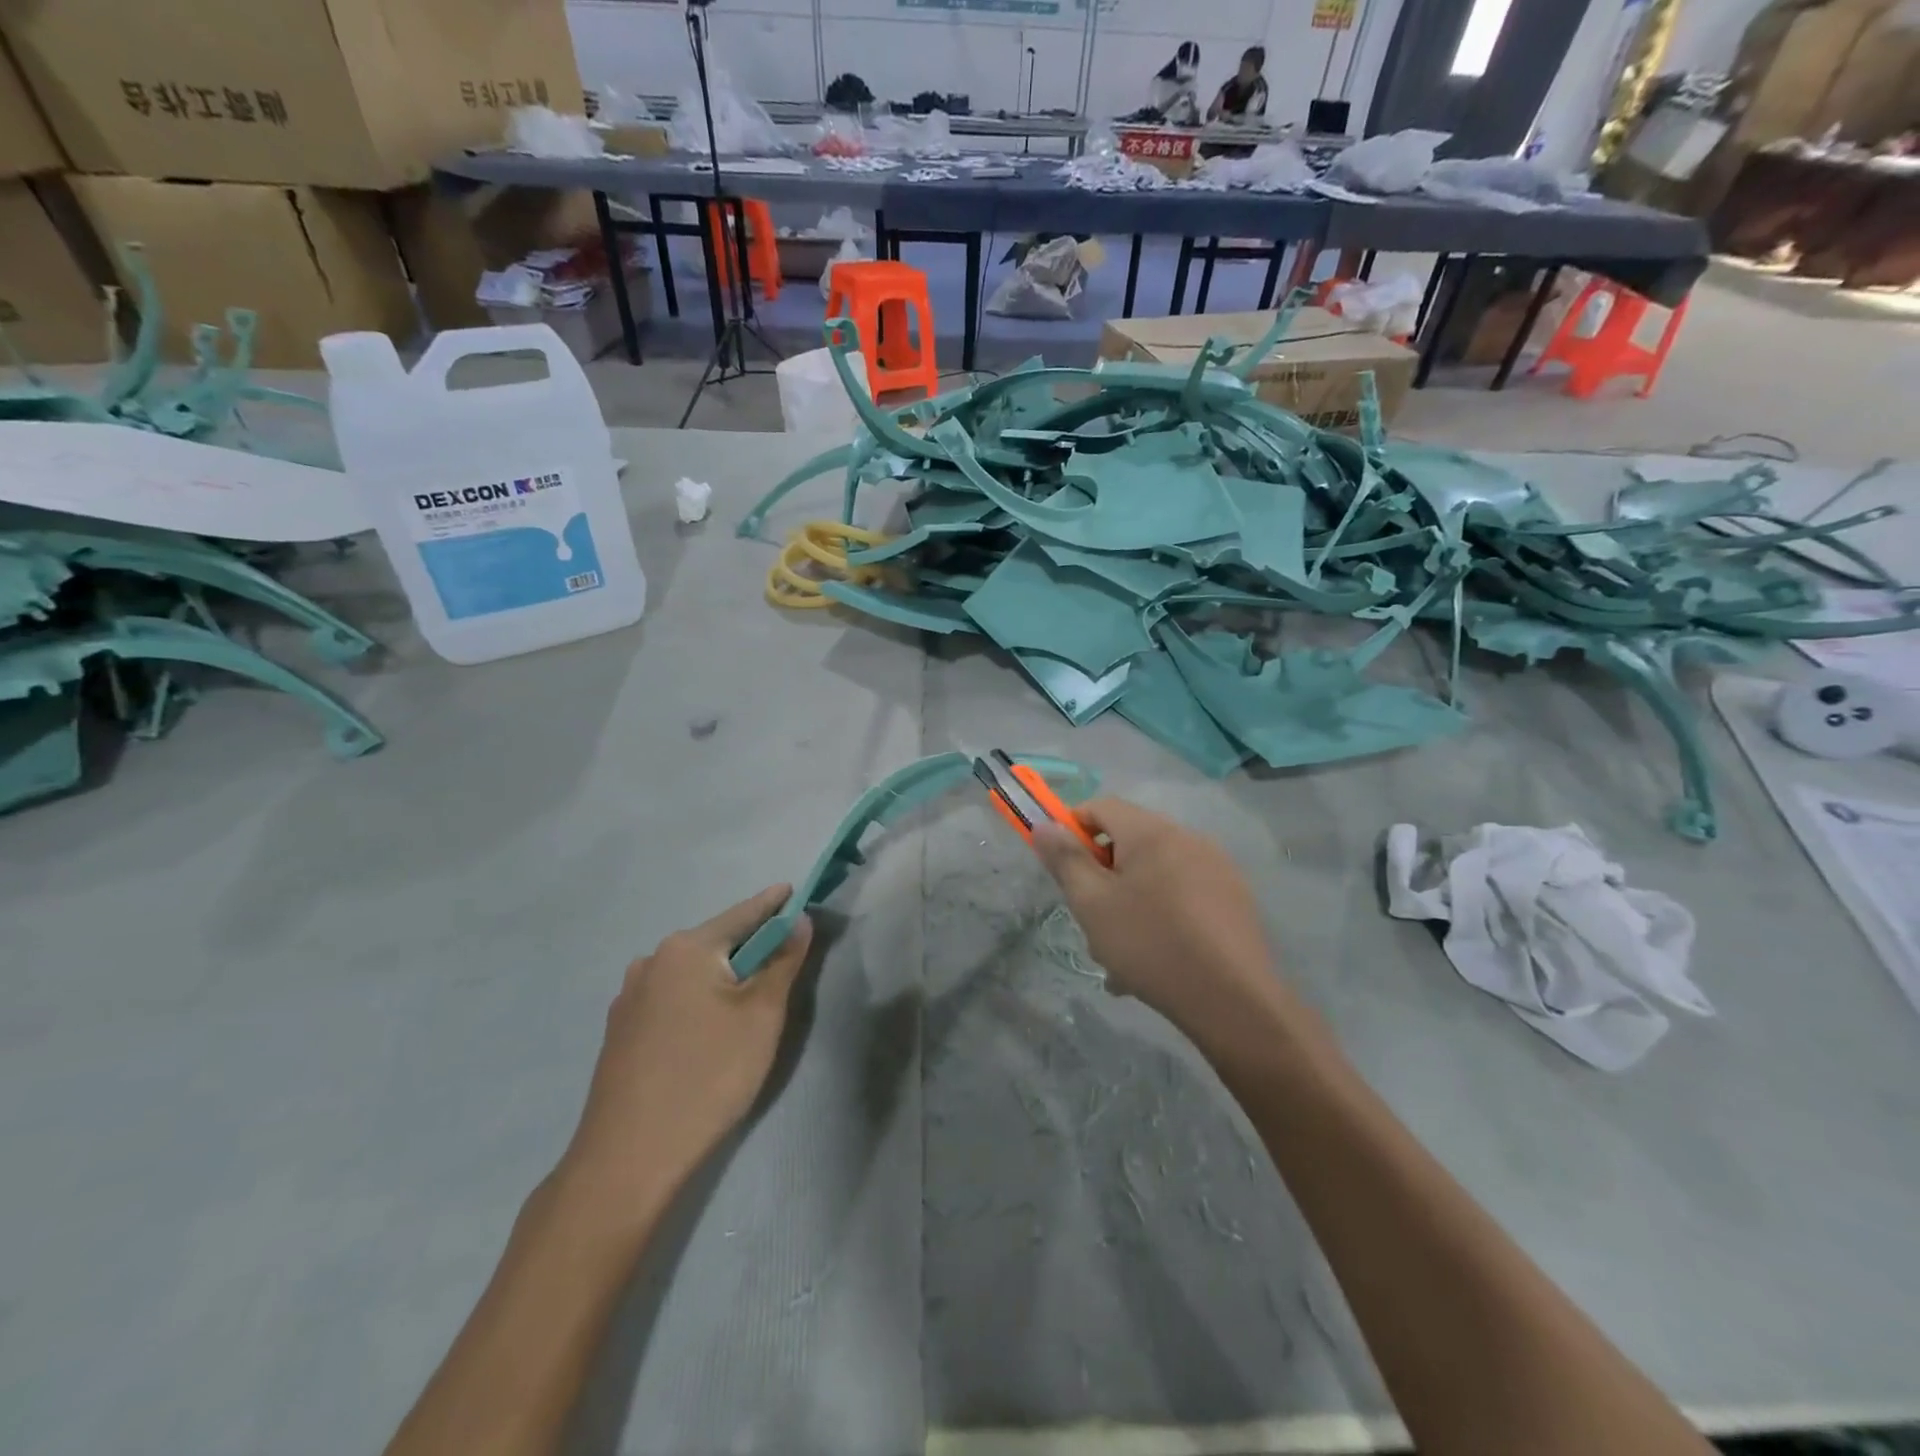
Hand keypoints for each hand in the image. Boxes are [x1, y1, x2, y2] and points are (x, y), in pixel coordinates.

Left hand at [559, 886, 811, 1214]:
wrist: (629, 1159)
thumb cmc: (708, 1076)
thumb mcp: (761, 1016)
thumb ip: (783, 961)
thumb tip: (798, 920)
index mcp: (686, 949)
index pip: (742, 914)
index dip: (773, 904)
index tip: (794, 891)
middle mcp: (652, 961)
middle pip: (715, 943)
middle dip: (749, 946)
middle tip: (782, 958)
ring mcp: (629, 998)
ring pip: (691, 974)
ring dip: (722, 977)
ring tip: (747, 1002)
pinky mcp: (620, 1032)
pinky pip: (671, 999)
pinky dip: (697, 1001)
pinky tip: (707, 1032)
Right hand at [1033, 798, 1280, 1037]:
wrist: (1234, 1001)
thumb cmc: (1150, 945)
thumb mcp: (1092, 904)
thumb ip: (1065, 860)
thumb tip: (1044, 825)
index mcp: (1152, 832)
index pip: (1101, 806)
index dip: (1073, 828)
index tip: (1062, 868)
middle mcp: (1187, 839)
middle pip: (1129, 842)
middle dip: (1102, 877)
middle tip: (1092, 920)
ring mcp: (1217, 869)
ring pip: (1154, 875)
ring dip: (1128, 903)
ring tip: (1119, 957)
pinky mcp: (1234, 900)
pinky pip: (1182, 897)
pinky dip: (1160, 917)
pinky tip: (1153, 964)